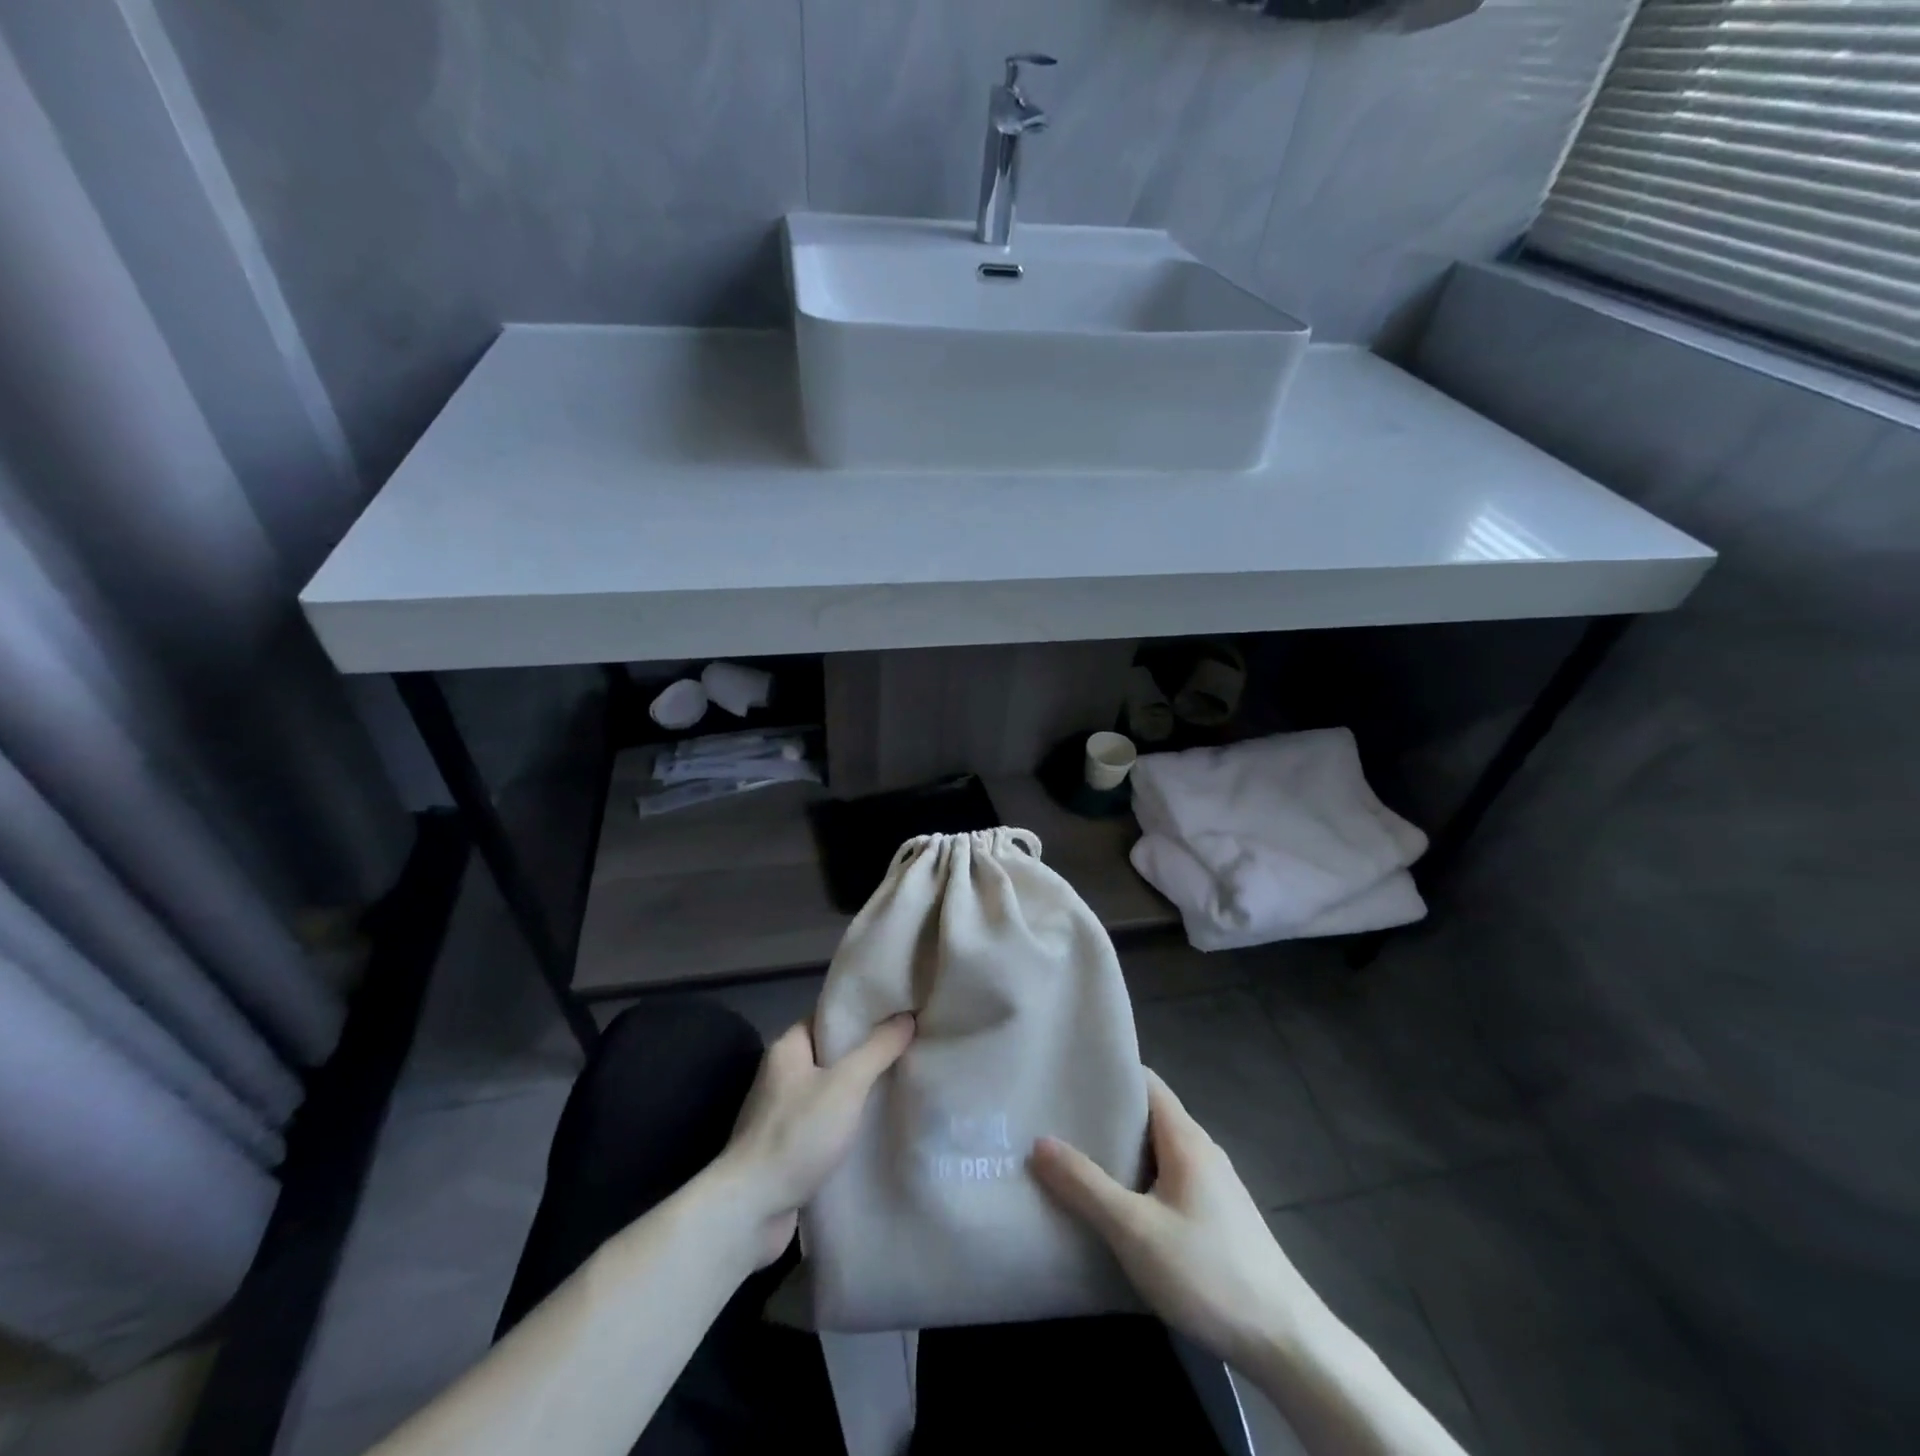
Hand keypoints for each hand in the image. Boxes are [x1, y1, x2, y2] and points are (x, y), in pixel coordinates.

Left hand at [715, 1014, 914, 1267]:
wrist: (751, 1210)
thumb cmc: (798, 1134)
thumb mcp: (846, 1085)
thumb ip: (878, 1049)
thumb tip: (907, 1016)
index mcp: (788, 1047)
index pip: (829, 1016)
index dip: (863, 1013)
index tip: (899, 1012)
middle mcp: (782, 1073)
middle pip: (832, 1053)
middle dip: (868, 1053)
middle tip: (909, 1047)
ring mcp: (782, 1112)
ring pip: (831, 1089)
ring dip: (860, 1091)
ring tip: (902, 1082)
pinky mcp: (788, 1146)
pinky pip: (826, 1121)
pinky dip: (848, 1121)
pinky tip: (877, 1125)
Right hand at [1030, 1068, 1324, 1365]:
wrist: (1286, 1343)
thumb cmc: (1208, 1273)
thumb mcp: (1135, 1230)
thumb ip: (1085, 1185)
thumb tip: (1039, 1142)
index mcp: (1186, 1138)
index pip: (1145, 1081)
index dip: (1108, 1074)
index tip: (1067, 1076)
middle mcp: (1202, 1150)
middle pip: (1149, 1116)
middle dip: (1106, 1116)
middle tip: (1058, 1120)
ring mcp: (1214, 1186)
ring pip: (1158, 1151)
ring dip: (1121, 1152)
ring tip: (1075, 1159)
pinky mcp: (1218, 1218)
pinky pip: (1169, 1180)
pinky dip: (1139, 1180)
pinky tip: (1117, 1206)